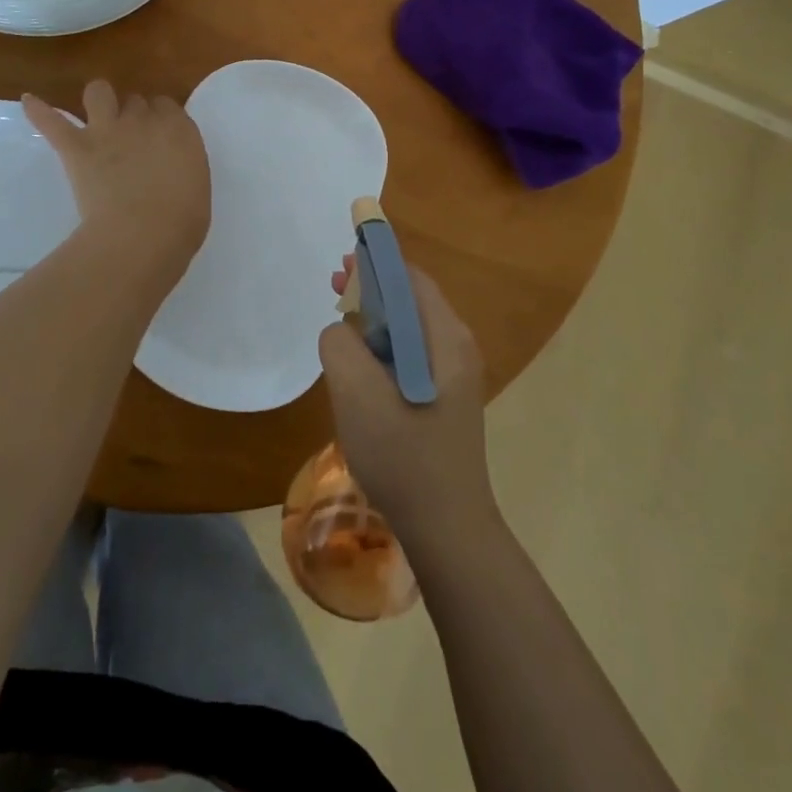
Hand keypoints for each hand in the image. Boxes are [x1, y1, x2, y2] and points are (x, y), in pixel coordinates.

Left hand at [22, 80, 210, 264]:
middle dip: (133, 114)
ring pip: (98, 92)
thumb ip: (181, 164)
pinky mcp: (76, 147)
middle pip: (135, 101)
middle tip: (131, 139)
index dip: (160, 119)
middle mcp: (143, 120)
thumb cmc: (181, 222)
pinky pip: (52, 121)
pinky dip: (39, 111)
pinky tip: (29, 102)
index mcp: (179, 130)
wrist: (143, 235)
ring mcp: (107, 130)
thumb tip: (169, 166)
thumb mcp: (195, 185)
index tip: (158, 136)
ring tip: (95, 113)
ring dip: (98, 99)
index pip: (167, 106)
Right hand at [319, 258, 497, 551]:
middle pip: (411, 300)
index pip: (411, 278)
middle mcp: (456, 348)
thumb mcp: (358, 394)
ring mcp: (453, 376)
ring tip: (341, 323)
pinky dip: (382, 347)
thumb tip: (342, 330)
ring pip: (408, 329)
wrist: (447, 528)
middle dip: (372, 288)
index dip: (375, 263)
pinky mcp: (444, 398)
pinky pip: (410, 355)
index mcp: (445, 338)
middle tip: (334, 288)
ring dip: (374, 318)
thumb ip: (341, 345)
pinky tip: (358, 364)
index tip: (342, 262)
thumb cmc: (404, 455)